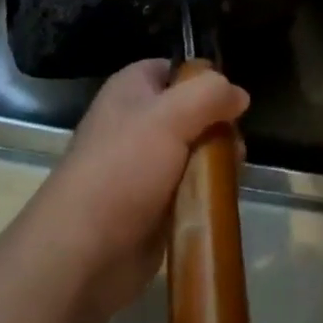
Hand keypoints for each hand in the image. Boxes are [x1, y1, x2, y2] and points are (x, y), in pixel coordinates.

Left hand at [21, 59, 248, 322]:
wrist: (82, 253)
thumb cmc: (123, 169)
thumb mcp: (171, 116)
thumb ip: (210, 94)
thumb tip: (239, 94)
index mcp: (133, 88)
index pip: (178, 69)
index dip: (206, 80)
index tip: (231, 102)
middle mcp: (138, 121)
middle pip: (194, 112)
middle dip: (218, 128)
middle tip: (233, 148)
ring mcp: (145, 165)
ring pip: (196, 151)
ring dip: (215, 163)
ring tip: (229, 177)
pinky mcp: (153, 204)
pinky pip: (191, 188)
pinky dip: (205, 193)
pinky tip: (217, 201)